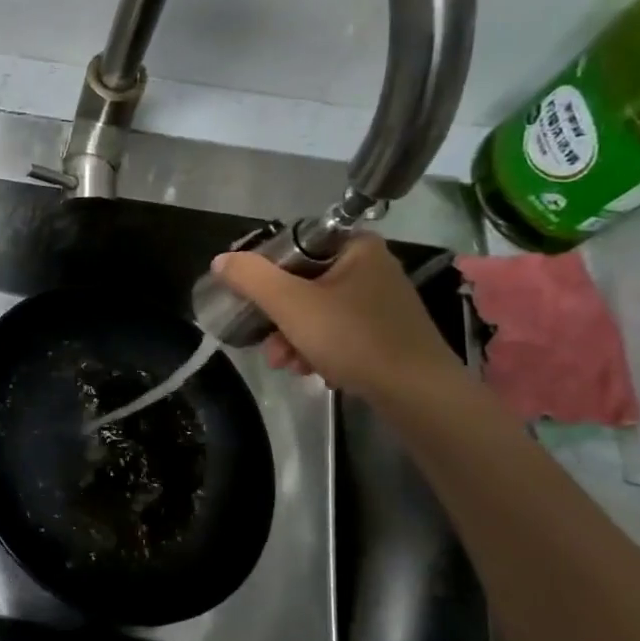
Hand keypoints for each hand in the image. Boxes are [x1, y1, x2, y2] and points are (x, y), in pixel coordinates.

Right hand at [210, 234, 465, 406]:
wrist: (418, 394)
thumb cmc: (354, 339)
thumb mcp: (291, 304)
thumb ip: (252, 278)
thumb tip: (221, 260)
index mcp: (356, 247)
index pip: (295, 246)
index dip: (266, 273)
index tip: (252, 301)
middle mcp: (371, 267)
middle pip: (302, 283)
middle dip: (279, 318)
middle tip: (270, 346)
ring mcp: (380, 302)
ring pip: (317, 312)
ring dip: (294, 338)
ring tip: (289, 365)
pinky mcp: (385, 333)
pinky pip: (337, 332)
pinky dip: (319, 349)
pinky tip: (313, 371)